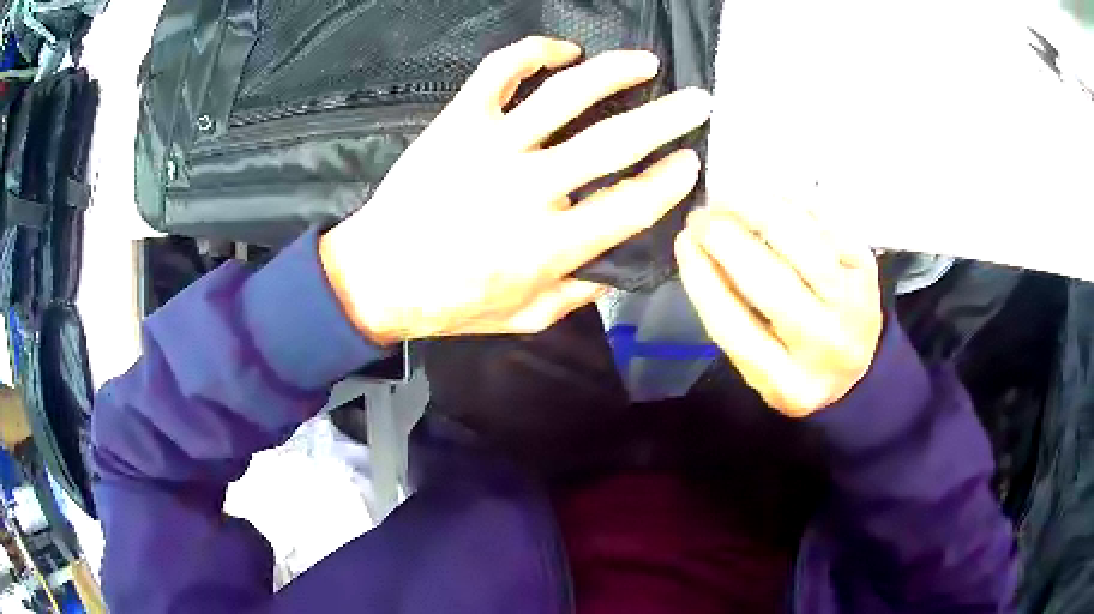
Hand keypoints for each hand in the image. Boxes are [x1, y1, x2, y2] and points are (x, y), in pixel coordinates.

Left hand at [320, 36, 711, 343]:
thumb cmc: (450, 303)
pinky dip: (533, 52)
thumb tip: (620, 260)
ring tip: (645, 62)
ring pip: (566, 95)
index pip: (630, 204)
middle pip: (614, 141)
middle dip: (667, 117)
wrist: (376, 277)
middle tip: (698, 100)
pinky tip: (562, 51)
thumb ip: (579, 291)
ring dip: (614, 72)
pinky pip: (500, 71)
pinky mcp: (458, 122)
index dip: (670, 180)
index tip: (690, 162)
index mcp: (549, 245)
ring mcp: (490, 147)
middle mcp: (528, 188)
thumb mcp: (525, 316)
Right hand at [675, 204, 882, 417]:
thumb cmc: (797, 365)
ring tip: (729, 195)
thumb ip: (730, 318)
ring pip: (804, 246)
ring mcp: (855, 306)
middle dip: (728, 241)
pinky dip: (795, 203)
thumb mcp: (760, 367)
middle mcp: (826, 347)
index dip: (703, 280)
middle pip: (773, 286)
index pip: (736, 329)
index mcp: (789, 384)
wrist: (860, 366)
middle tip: (701, 216)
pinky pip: (829, 225)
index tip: (682, 242)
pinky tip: (767, 192)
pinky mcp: (868, 270)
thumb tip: (698, 248)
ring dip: (760, 210)